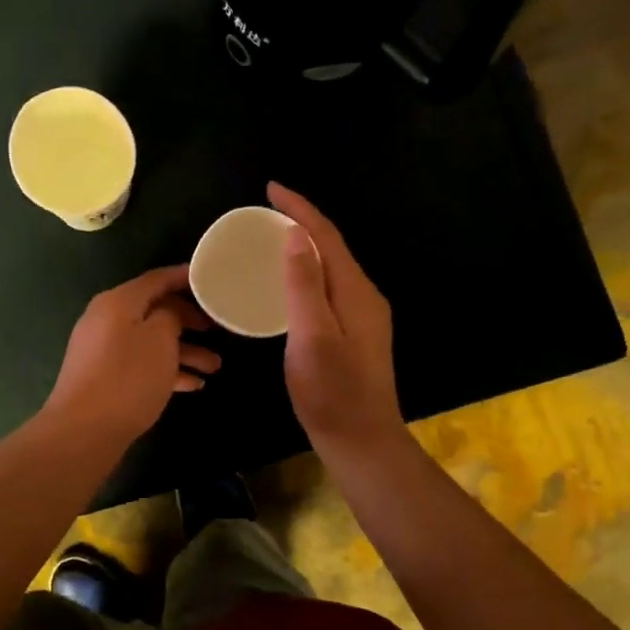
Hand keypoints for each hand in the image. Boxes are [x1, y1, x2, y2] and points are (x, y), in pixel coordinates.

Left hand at [45, 264, 220, 443]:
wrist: (84, 430)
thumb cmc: (128, 377)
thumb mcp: (160, 338)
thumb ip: (171, 315)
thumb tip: (169, 313)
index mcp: (118, 302)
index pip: (157, 279)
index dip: (184, 277)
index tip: (211, 280)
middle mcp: (107, 320)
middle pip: (154, 310)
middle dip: (189, 320)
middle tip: (217, 329)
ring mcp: (103, 350)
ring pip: (151, 341)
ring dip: (184, 351)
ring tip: (215, 366)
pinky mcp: (105, 378)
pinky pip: (142, 364)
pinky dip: (167, 370)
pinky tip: (194, 385)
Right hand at [270, 182, 403, 452]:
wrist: (363, 441)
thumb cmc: (332, 393)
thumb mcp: (312, 337)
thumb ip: (305, 285)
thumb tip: (294, 236)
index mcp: (355, 291)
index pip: (326, 236)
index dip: (299, 209)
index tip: (270, 188)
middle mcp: (364, 296)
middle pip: (331, 247)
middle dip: (301, 221)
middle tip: (265, 211)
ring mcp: (363, 315)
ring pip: (331, 267)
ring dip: (303, 246)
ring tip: (271, 238)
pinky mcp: (355, 332)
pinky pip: (328, 286)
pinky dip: (306, 272)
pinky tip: (288, 283)